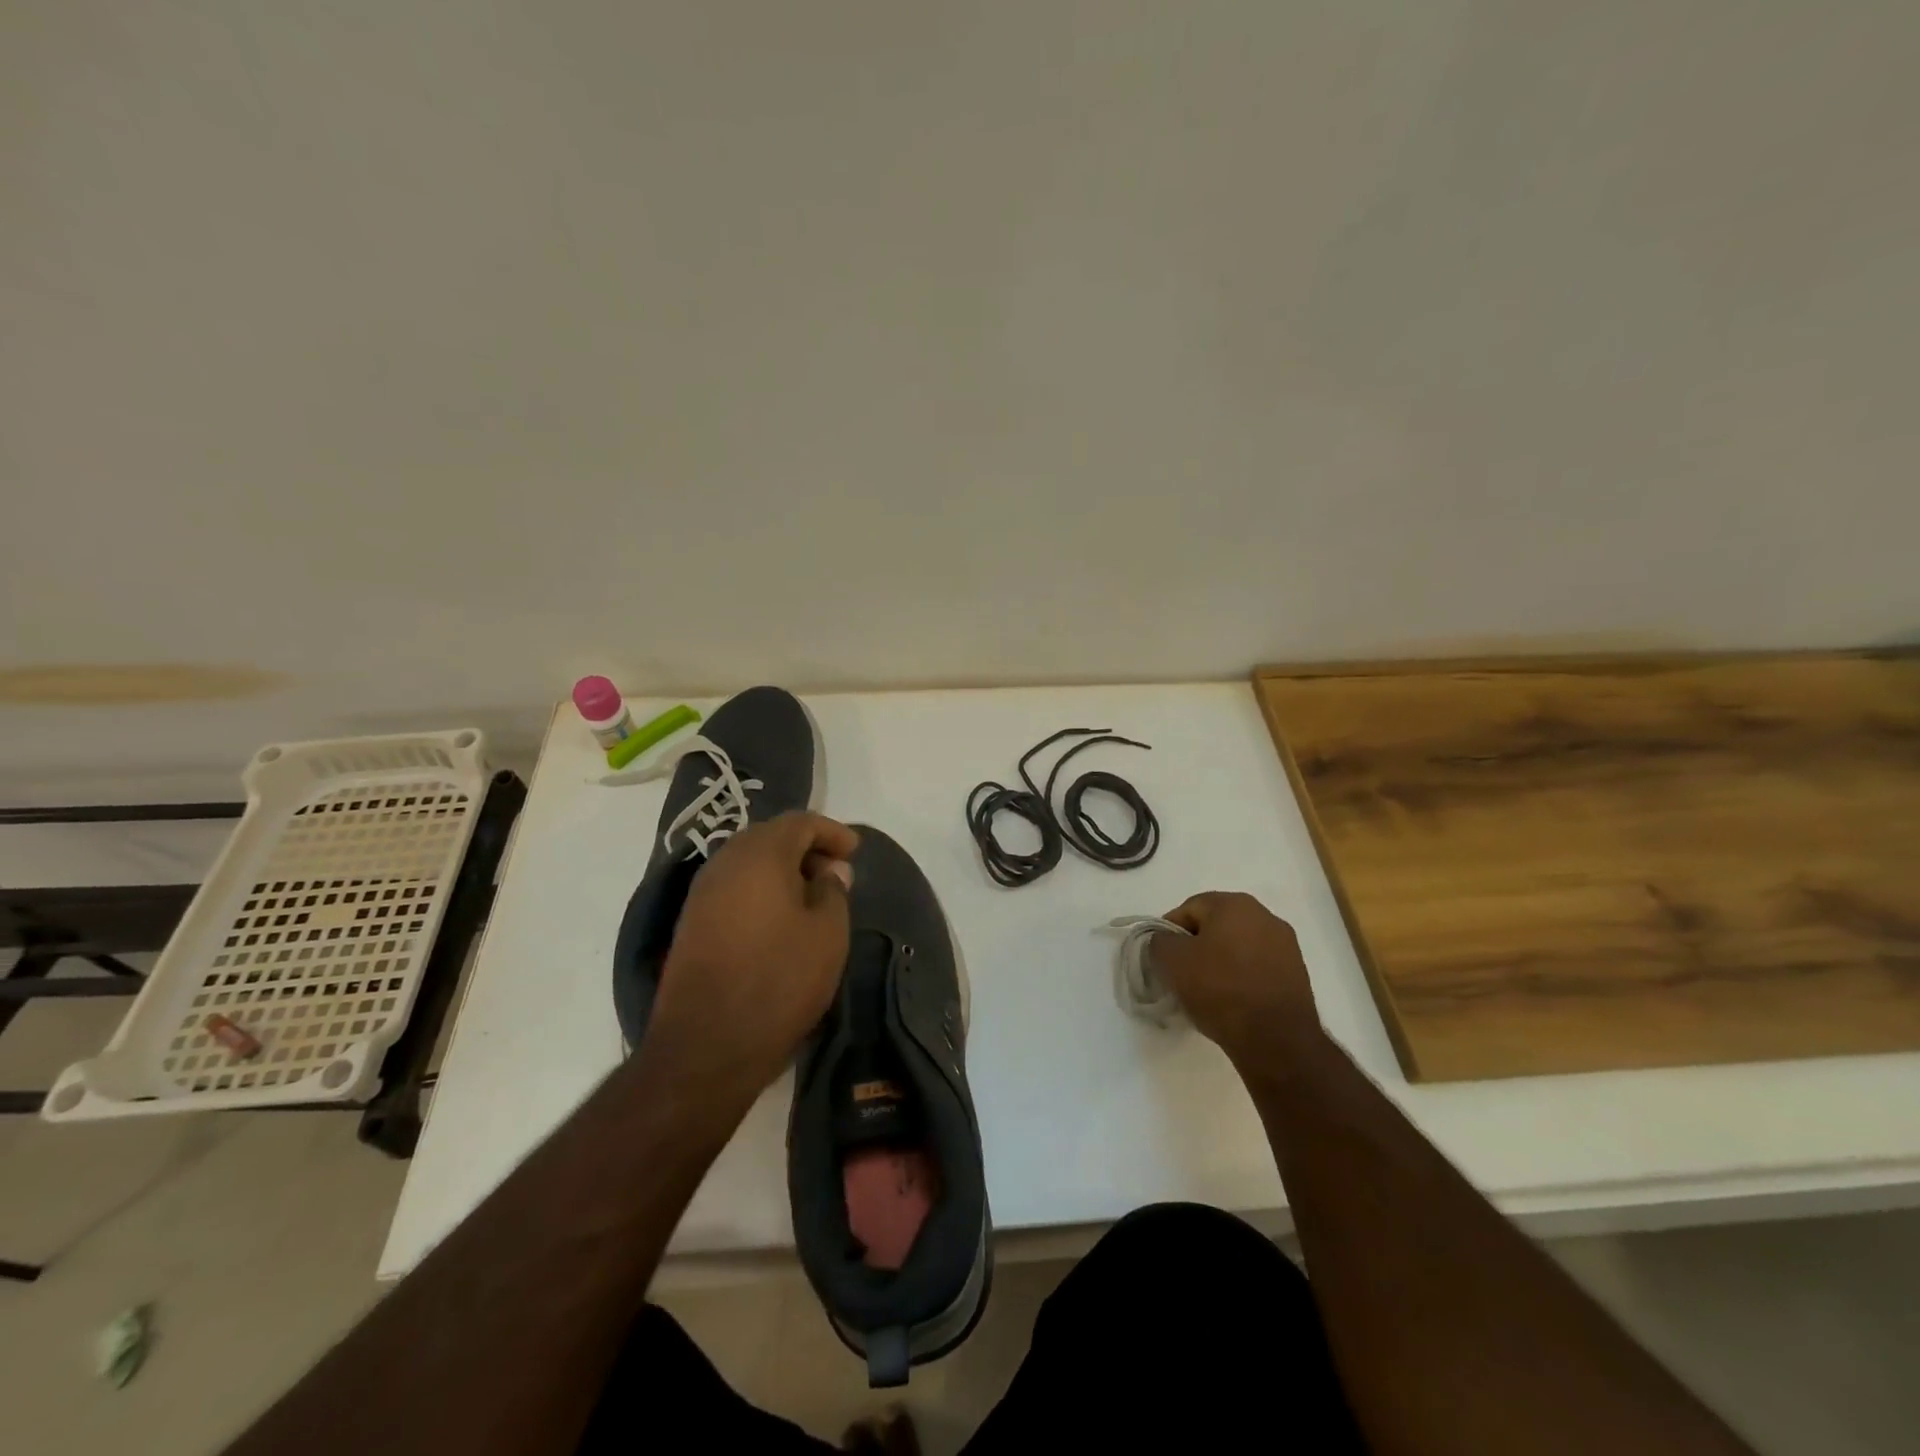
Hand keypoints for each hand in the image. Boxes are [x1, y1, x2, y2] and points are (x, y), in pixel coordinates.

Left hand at [642, 813, 857, 1114]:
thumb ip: (833, 891)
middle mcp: (724, 863)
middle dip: (805, 847)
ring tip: (811, 896)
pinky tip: (779, 918)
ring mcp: (702, 893)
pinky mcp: (691, 923)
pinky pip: (733, 887)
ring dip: (781, 869)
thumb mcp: (828, 934)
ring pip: (748, 862)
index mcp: (760, 855)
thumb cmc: (779, 980)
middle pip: (769, 837)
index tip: (855, 851)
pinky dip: (760, 889)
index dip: (831, 831)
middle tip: (835, 872)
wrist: (705, 1045)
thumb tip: (829, 871)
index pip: (799, 822)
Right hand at [1153, 892, 1323, 1070]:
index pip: (1189, 909)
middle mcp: (1264, 915)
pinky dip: (1242, 976)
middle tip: (1183, 973)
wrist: (1276, 1039)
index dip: (1170, 932)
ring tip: (1208, 990)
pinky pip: (1257, 965)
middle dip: (1197, 946)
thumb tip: (1166, 940)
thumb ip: (1160, 940)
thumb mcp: (1172, 961)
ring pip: (1238, 945)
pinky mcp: (1297, 972)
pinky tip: (1232, 999)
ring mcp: (1285, 944)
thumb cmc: (1219, 989)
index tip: (1163, 959)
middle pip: (1216, 925)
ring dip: (1220, 961)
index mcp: (1234, 903)